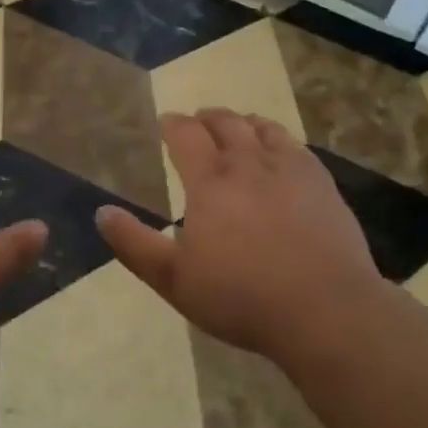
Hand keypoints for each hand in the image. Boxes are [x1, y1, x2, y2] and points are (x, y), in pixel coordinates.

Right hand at [95, 109, 386, 364]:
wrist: (324, 309)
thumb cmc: (242, 297)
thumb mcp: (175, 280)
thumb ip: (135, 244)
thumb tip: (102, 212)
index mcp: (210, 180)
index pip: (185, 133)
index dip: (173, 123)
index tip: (166, 123)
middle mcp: (248, 162)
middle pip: (225, 122)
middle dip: (206, 118)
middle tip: (198, 123)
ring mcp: (289, 167)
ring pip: (261, 126)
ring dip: (242, 122)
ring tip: (237, 128)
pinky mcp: (320, 180)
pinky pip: (294, 143)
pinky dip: (276, 137)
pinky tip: (278, 151)